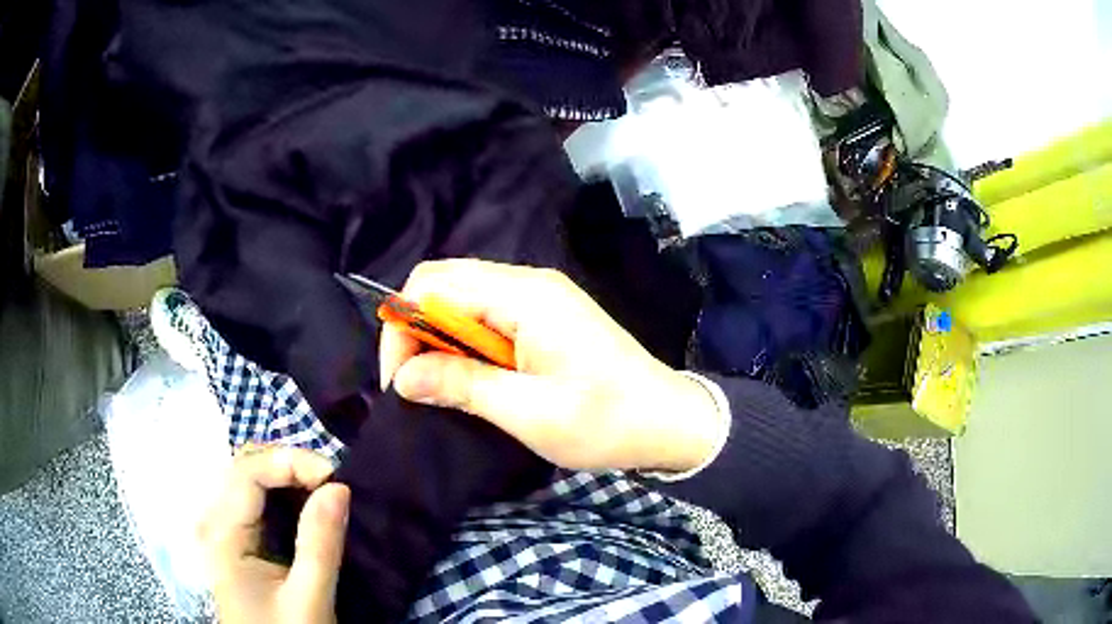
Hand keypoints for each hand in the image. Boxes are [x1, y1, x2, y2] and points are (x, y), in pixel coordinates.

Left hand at [199, 446, 349, 623]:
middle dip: (288, 463)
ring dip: (286, 475)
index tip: (336, 477)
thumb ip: (320, 545)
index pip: (248, 471)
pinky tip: (306, 505)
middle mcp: (216, 523)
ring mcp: (224, 531)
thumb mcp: (309, 599)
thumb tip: (339, 487)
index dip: (290, 461)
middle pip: (244, 466)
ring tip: (323, 490)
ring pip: (249, 479)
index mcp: (224, 535)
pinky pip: (255, 500)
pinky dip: (282, 493)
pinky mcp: (237, 542)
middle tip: (331, 482)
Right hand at [379, 259, 723, 472]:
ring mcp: (539, 296)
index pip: (433, 285)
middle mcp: (528, 283)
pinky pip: (486, 315)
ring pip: (462, 300)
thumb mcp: (529, 412)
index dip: (402, 328)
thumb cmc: (605, 421)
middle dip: (416, 332)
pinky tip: (469, 375)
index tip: (400, 384)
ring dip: (439, 339)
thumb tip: (403, 378)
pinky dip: (465, 342)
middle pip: (444, 285)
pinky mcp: (545, 316)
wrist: (668, 422)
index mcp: (524, 296)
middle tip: (416, 387)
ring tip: (439, 386)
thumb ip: (463, 385)